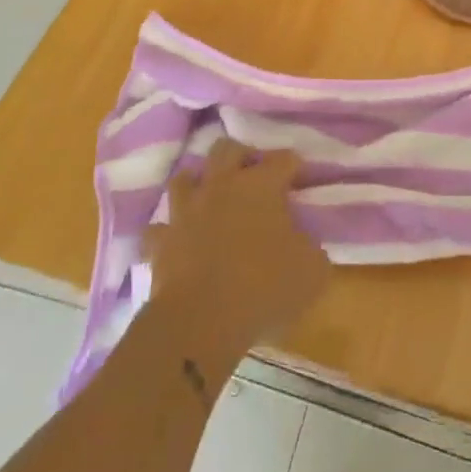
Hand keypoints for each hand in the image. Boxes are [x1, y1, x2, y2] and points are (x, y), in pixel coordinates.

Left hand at [144, 140, 330, 347]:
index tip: (300, 179)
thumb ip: (310, 247)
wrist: (201, 321)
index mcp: (261, 186)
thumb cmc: (264, 287)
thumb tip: (304, 243)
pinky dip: (168, 232)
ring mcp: (186, 212)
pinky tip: (177, 240)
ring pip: (184, 178)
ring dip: (198, 184)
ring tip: (211, 198)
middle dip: (241, 156)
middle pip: (227, 149)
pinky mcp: (161, 242)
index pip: (282, 159)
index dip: (293, 166)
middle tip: (253, 176)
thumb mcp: (312, 269)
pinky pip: (159, 228)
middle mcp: (221, 186)